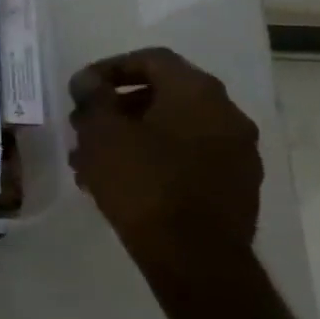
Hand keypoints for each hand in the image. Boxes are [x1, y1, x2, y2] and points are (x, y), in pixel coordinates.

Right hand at [67, 47, 262, 279]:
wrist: (194, 259)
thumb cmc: (143, 183)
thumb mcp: (102, 133)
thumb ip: (94, 97)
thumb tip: (89, 80)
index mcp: (198, 92)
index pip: (152, 59)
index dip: (110, 68)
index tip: (81, 89)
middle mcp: (227, 114)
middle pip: (164, 95)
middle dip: (118, 107)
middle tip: (84, 125)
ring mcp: (237, 153)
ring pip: (174, 130)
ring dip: (133, 136)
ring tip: (93, 160)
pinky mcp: (236, 188)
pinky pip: (188, 159)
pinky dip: (155, 160)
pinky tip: (122, 183)